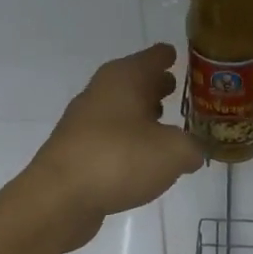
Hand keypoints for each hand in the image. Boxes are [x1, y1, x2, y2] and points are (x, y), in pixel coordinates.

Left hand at [21, 43, 203, 250]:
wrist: (60, 197)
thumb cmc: (120, 159)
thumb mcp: (174, 152)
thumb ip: (191, 148)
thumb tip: (192, 152)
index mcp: (125, 78)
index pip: (154, 57)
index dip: (168, 56)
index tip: (177, 56)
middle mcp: (102, 92)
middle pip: (134, 81)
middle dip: (155, 86)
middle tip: (176, 89)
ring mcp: (84, 121)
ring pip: (120, 109)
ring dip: (141, 114)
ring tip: (164, 125)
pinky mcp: (76, 150)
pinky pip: (110, 136)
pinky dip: (127, 140)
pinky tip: (141, 158)